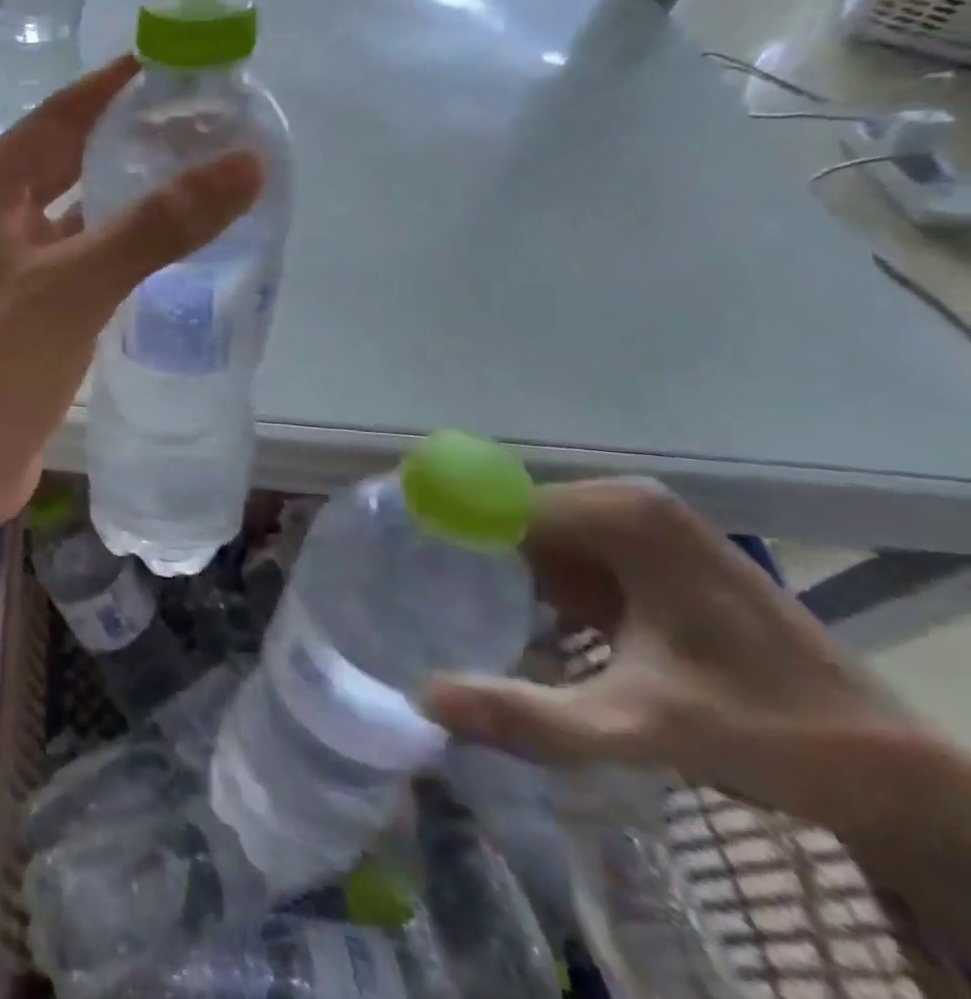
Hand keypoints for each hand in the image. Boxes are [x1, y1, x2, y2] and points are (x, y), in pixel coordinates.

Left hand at [0, 57, 263, 537]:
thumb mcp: (76, 286)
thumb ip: (159, 224)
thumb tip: (245, 162)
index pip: (55, 118)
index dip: (112, 87)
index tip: (171, 62)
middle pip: (60, 161)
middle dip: (123, 140)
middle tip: (197, 120)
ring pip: (68, 214)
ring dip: (121, 197)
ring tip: (194, 172)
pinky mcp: (13, 308)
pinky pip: (69, 259)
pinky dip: (110, 248)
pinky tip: (161, 243)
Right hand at [424, 480, 907, 829]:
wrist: (895, 771)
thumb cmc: (775, 733)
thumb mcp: (647, 729)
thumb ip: (535, 716)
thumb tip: (422, 698)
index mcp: (618, 514)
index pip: (490, 504)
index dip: (433, 530)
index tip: (379, 560)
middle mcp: (622, 502)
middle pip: (504, 520)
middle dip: (456, 559)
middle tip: (404, 602)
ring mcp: (635, 527)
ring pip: (526, 541)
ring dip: (486, 576)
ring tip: (435, 613)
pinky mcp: (642, 557)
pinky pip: (556, 560)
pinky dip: (524, 591)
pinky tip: (505, 628)